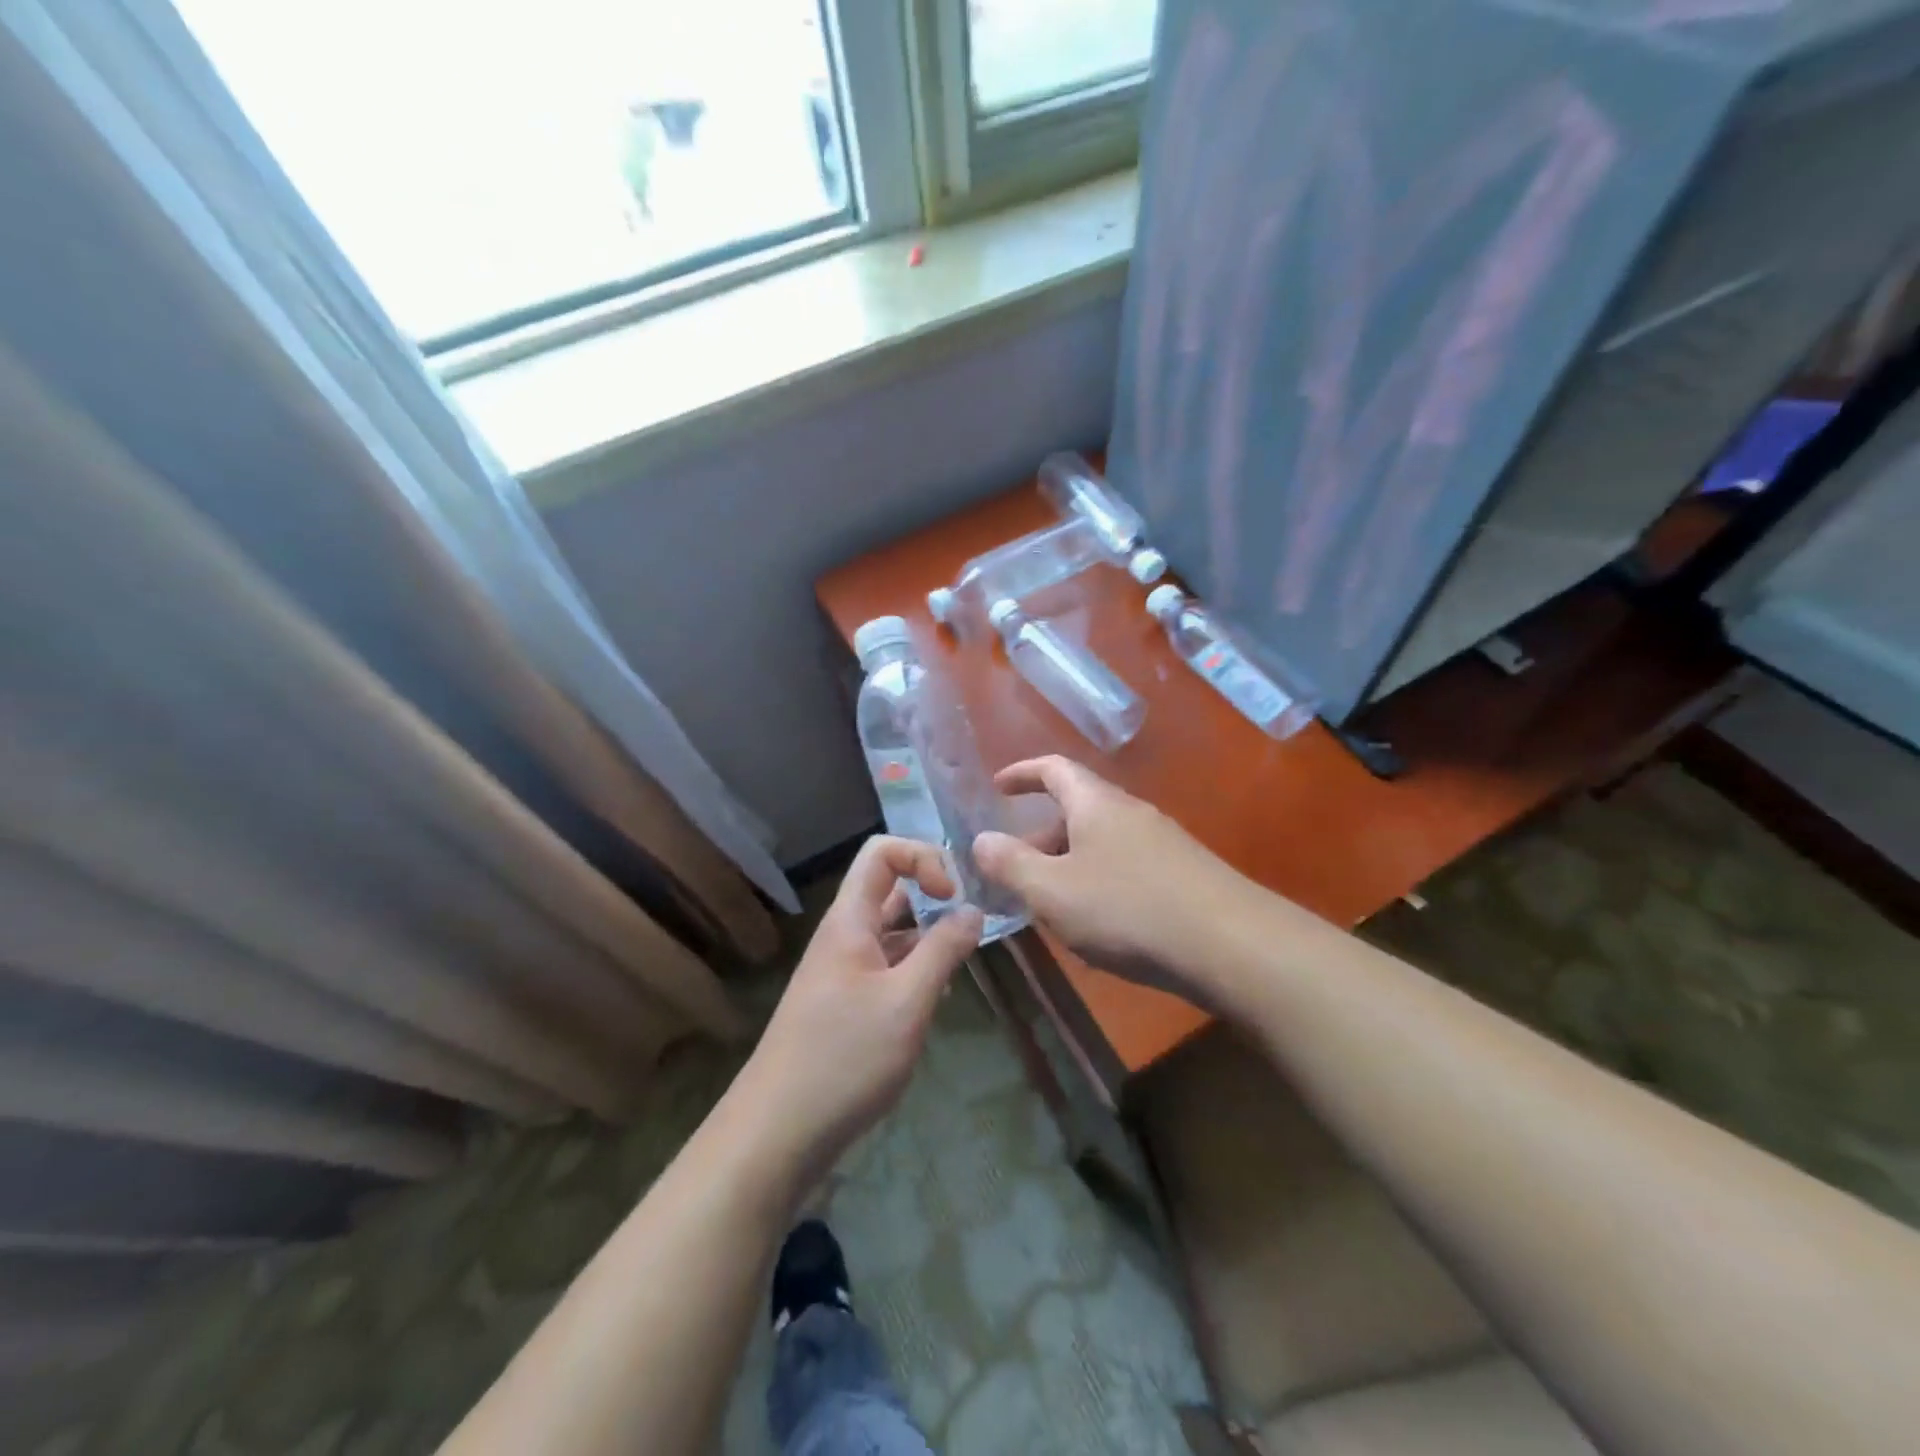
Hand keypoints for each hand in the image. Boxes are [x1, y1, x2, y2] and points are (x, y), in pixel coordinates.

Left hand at [738, 836, 980, 1189]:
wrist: (776, 1133)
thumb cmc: (844, 1058)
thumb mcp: (907, 1002)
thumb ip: (944, 950)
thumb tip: (973, 910)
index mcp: (850, 920)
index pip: (883, 853)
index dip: (923, 858)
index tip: (954, 897)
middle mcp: (844, 936)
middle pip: (890, 890)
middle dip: (934, 897)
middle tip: (975, 924)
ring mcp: (843, 971)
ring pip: (893, 932)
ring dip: (929, 938)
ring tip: (963, 965)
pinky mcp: (845, 1005)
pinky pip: (887, 968)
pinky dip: (916, 971)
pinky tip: (937, 1001)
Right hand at [972, 756, 1254, 1003]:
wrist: (1231, 944)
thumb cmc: (1128, 909)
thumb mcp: (1053, 891)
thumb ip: (1011, 864)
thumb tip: (981, 840)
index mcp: (1096, 803)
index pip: (1053, 768)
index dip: (1022, 773)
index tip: (997, 787)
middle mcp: (1131, 812)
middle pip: (1077, 808)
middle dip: (1040, 833)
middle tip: (1014, 866)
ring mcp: (1162, 842)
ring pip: (1101, 841)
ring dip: (1068, 861)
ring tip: (1049, 901)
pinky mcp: (1183, 874)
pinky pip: (1125, 865)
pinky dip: (1097, 880)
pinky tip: (1096, 922)